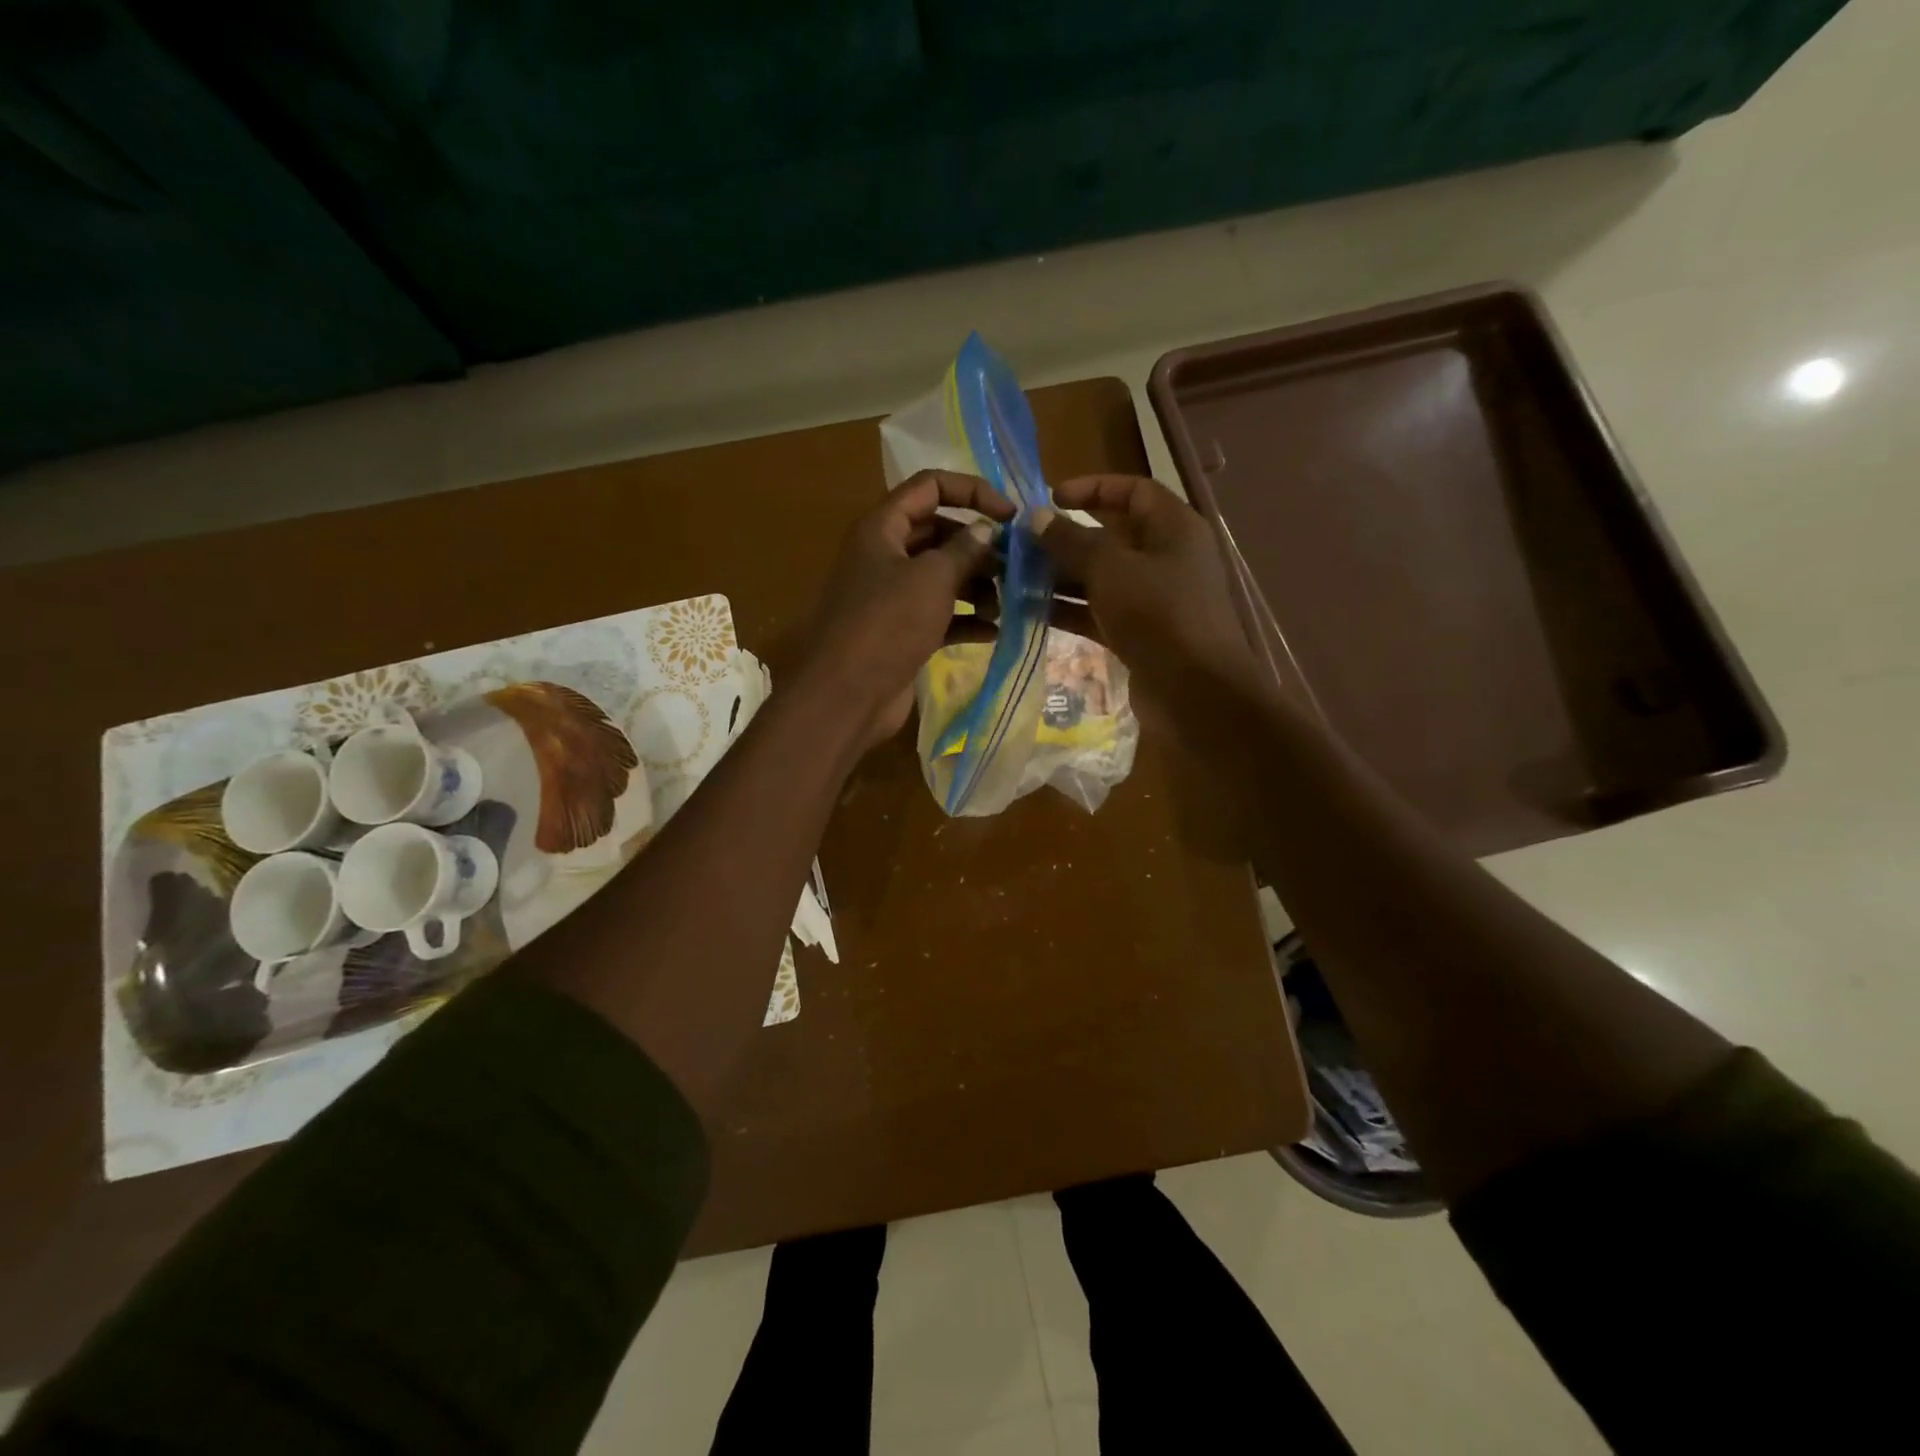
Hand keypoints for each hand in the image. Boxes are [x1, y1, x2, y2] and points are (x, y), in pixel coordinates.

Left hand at [801, 470, 1013, 748]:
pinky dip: (965, 620)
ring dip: (976, 587)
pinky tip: (994, 632)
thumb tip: (986, 529)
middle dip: (978, 547)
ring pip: (942, 577)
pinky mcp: (902, 632)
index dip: (972, 491)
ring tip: (1005, 605)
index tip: (1010, 515)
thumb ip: (964, 549)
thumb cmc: (887, 624)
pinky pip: (940, 615)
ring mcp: (892, 596)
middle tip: (1014, 565)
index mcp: (882, 527)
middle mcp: (885, 555)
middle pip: (939, 533)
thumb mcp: (931, 578)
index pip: (930, 486)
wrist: (847, 695)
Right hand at [1033, 474, 1257, 696]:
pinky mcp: (1139, 633)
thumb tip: (1037, 518)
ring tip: (1016, 577)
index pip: (1133, 491)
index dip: (1093, 488)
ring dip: (1061, 577)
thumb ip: (1072, 541)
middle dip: (1066, 540)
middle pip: (1111, 537)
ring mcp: (1153, 599)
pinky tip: (1030, 610)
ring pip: (1101, 578)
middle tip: (1021, 544)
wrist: (1194, 692)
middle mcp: (1166, 558)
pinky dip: (1069, 609)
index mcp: (1174, 528)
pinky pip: (1099, 612)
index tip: (1051, 497)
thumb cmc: (1158, 615)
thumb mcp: (1111, 570)